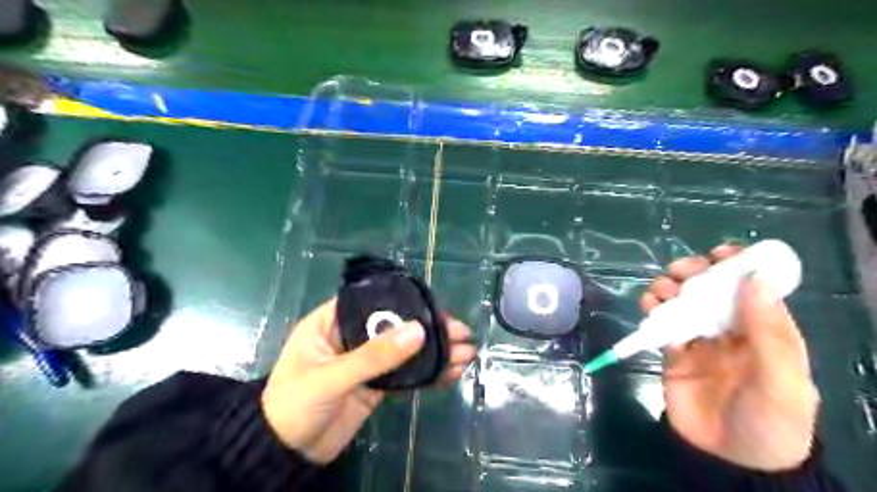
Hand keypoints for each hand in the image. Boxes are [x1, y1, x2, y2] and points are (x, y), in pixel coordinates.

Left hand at [262, 297, 477, 462]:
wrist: (286, 455)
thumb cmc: (295, 405)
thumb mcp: (332, 377)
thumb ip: (374, 356)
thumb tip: (418, 331)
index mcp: (331, 322)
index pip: (372, 302)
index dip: (403, 302)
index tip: (434, 308)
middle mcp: (351, 337)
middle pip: (395, 325)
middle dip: (428, 328)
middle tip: (460, 332)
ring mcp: (366, 362)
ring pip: (404, 350)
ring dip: (434, 351)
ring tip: (466, 353)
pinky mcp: (376, 385)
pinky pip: (405, 374)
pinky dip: (427, 373)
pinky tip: (450, 372)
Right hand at [641, 245, 818, 470]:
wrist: (729, 460)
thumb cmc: (768, 421)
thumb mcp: (782, 380)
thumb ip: (768, 331)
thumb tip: (753, 279)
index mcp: (765, 330)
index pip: (752, 287)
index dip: (738, 266)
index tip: (720, 253)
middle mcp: (730, 328)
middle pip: (710, 288)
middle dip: (695, 272)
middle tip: (682, 273)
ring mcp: (699, 338)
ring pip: (681, 300)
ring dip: (669, 287)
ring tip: (662, 292)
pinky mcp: (673, 350)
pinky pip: (660, 321)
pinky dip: (653, 309)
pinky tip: (650, 309)